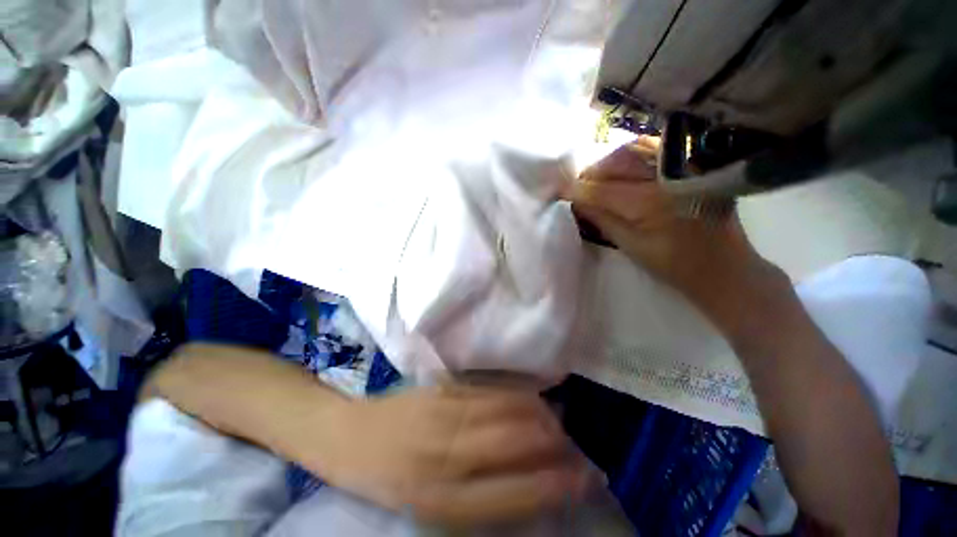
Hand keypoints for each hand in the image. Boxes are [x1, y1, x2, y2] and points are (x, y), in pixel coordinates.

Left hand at [303, 384, 598, 523]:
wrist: (349, 436)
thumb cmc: (389, 478)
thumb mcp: (429, 504)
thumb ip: (478, 494)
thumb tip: (529, 478)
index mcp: (441, 499)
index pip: (514, 494)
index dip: (554, 485)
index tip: (584, 477)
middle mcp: (445, 455)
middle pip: (513, 444)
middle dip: (550, 444)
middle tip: (574, 444)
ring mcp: (443, 414)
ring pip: (503, 411)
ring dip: (537, 415)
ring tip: (559, 419)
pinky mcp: (441, 389)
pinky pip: (487, 390)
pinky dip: (515, 392)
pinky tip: (532, 394)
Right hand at [564, 136, 788, 332]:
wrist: (723, 264)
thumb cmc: (674, 263)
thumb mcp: (630, 245)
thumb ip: (601, 219)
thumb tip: (576, 202)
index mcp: (651, 202)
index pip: (601, 190)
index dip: (577, 189)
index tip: (559, 190)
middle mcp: (667, 175)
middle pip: (616, 161)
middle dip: (590, 173)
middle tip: (578, 187)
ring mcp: (684, 164)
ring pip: (633, 148)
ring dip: (608, 162)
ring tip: (597, 178)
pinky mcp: (693, 161)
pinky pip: (652, 147)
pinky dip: (629, 154)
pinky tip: (621, 168)